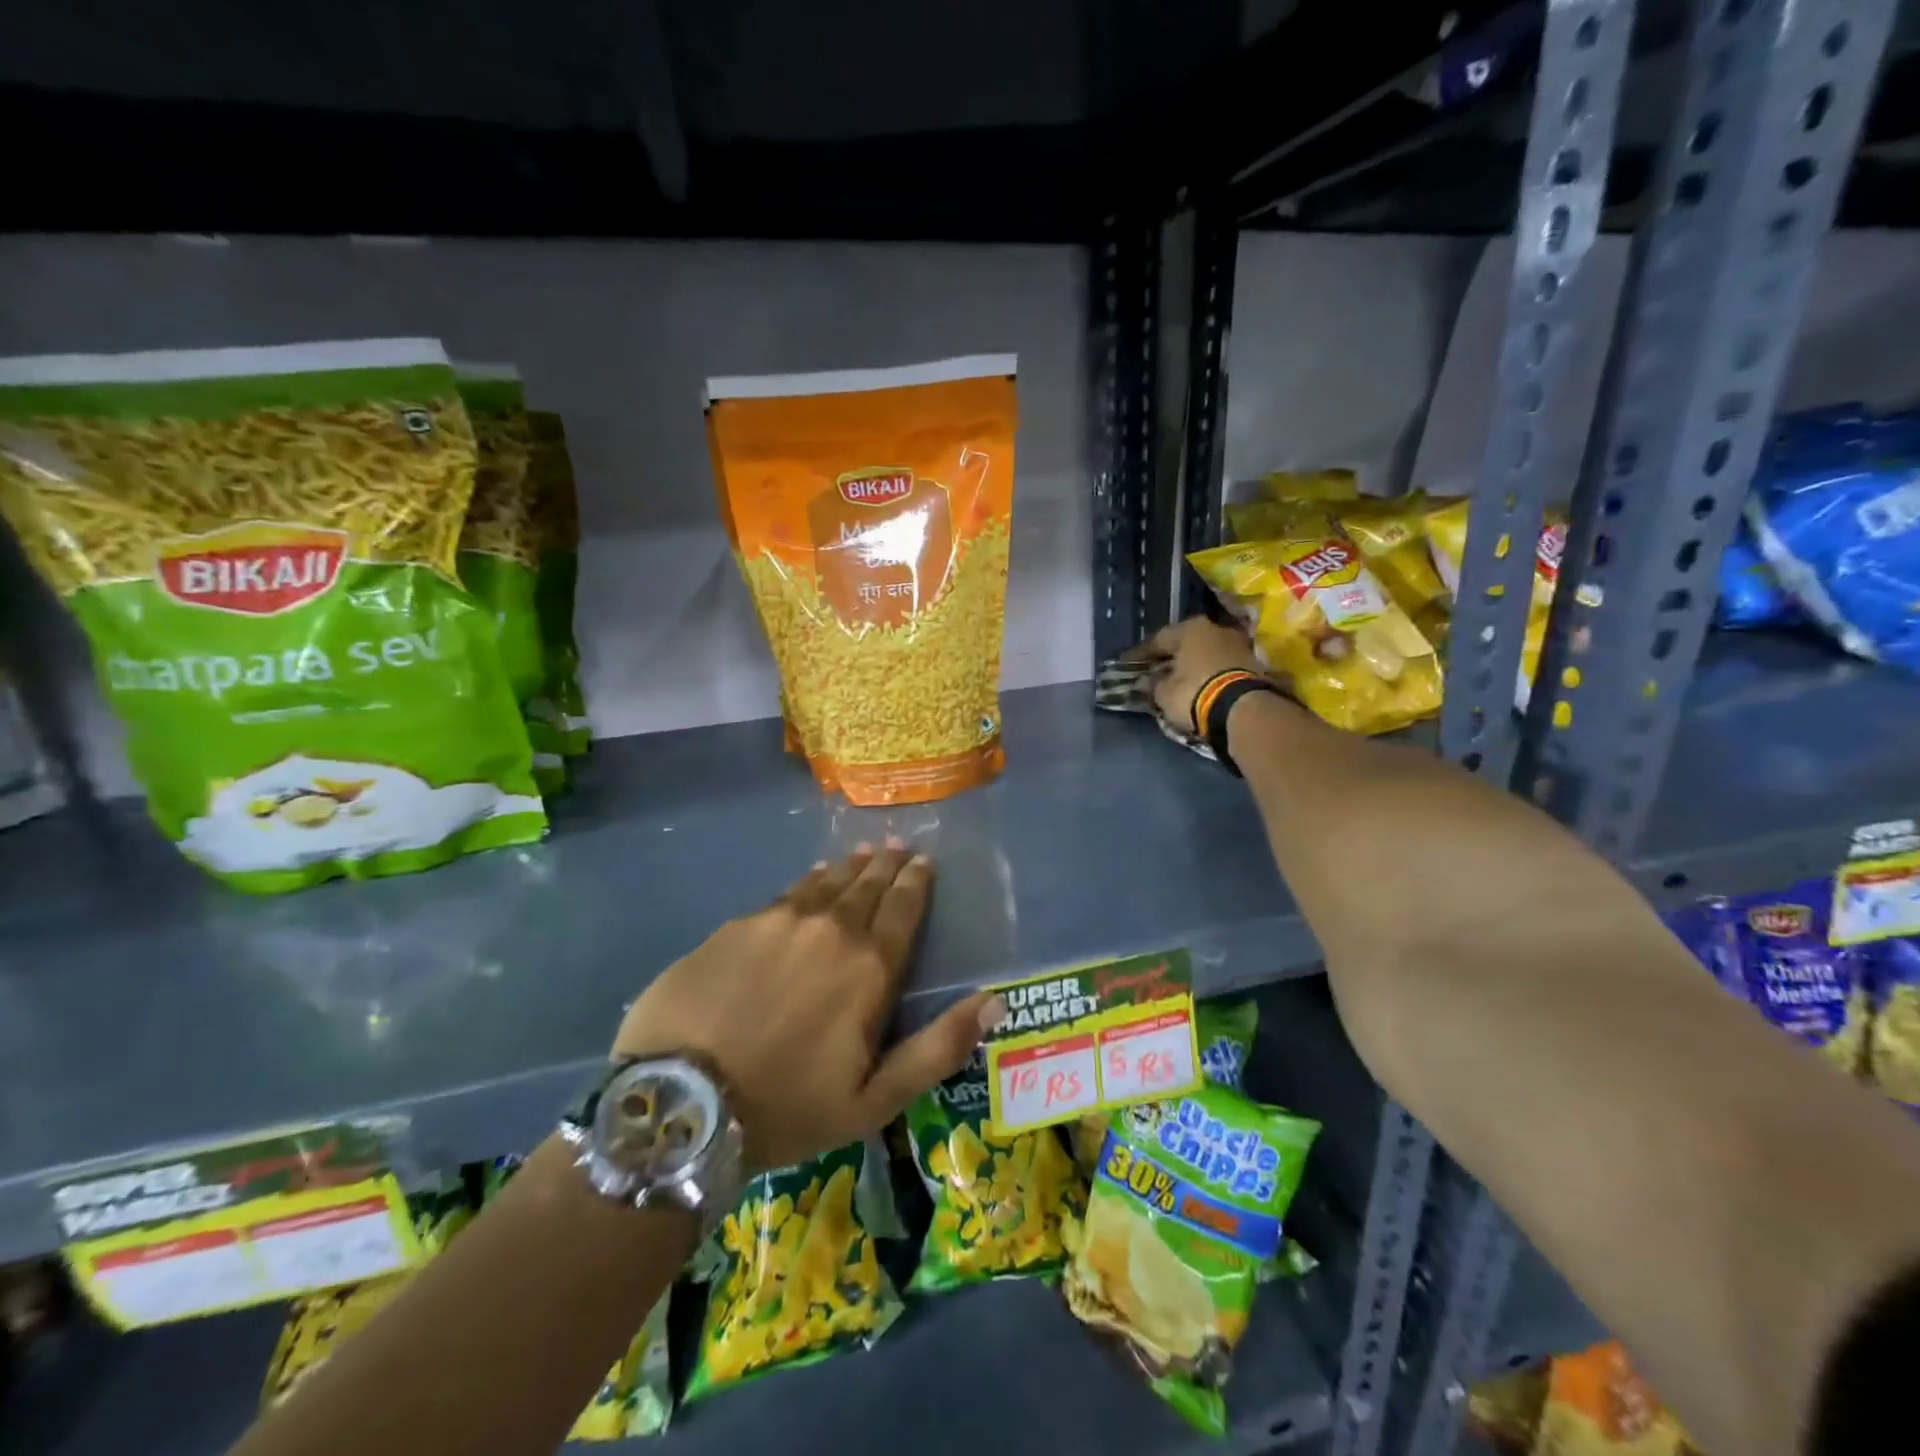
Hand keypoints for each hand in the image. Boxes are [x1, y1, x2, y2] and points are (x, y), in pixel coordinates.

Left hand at [611, 842, 996, 1173]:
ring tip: (862, 852)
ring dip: (848, 867)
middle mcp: (829, 929)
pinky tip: (809, 879)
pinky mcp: (735, 926)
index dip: (917, 882)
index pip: (903, 909)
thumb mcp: (875, 1100)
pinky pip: (785, 895)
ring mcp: (778, 921)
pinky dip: (807, 883)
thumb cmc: (787, 1108)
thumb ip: (938, 1047)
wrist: (680, 1104)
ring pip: (825, 883)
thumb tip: (994, 1000)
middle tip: (898, 846)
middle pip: (866, 886)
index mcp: (868, 967)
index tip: (925, 861)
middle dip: (887, 865)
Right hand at [1128, 616, 1265, 733]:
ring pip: (1204, 652)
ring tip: (1177, 680)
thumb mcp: (1165, 693)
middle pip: (1184, 643)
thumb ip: (1152, 684)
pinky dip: (1207, 673)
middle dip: (1169, 657)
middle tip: (1154, 670)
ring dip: (1190, 665)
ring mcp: (1236, 644)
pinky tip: (1198, 685)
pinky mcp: (1252, 663)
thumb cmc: (1195, 693)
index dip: (1141, 655)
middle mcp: (1214, 629)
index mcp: (1190, 629)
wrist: (1243, 709)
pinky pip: (1220, 665)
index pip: (1158, 639)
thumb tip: (1144, 681)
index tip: (1128, 665)